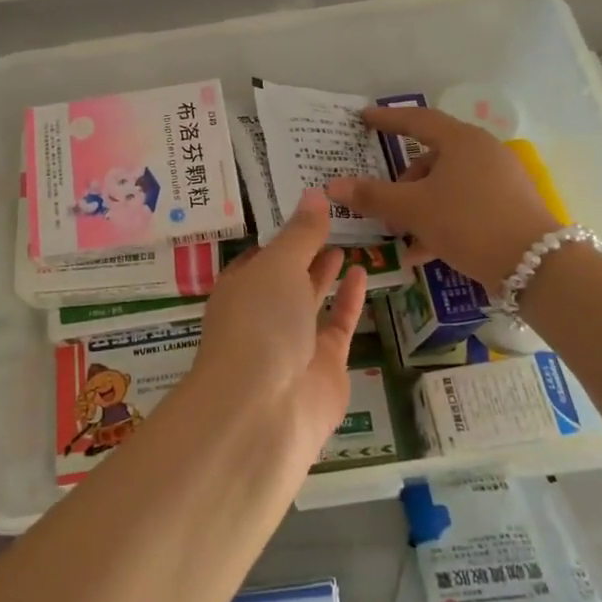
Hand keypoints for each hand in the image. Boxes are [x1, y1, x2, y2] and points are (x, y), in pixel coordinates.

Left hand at [182, 190, 367, 465]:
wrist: (266, 407)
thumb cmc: (260, 322)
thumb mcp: (278, 265)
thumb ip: (301, 232)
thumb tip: (314, 193)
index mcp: (239, 288)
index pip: (259, 255)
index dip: (281, 234)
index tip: (305, 208)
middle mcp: (262, 314)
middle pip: (285, 277)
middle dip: (304, 252)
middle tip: (332, 221)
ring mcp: (293, 342)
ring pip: (310, 300)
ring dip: (325, 274)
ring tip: (346, 243)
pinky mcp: (324, 365)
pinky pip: (338, 324)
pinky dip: (349, 299)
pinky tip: (362, 271)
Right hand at [326, 106, 557, 287]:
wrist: (536, 266)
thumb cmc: (468, 223)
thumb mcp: (414, 210)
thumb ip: (372, 196)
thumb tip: (331, 185)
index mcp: (461, 141)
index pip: (416, 120)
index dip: (387, 119)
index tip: (363, 118)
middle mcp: (483, 152)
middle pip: (432, 157)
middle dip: (402, 182)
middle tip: (382, 201)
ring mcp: (499, 179)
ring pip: (447, 185)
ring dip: (419, 206)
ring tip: (399, 234)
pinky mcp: (509, 206)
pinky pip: (464, 204)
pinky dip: (440, 220)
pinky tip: (422, 252)